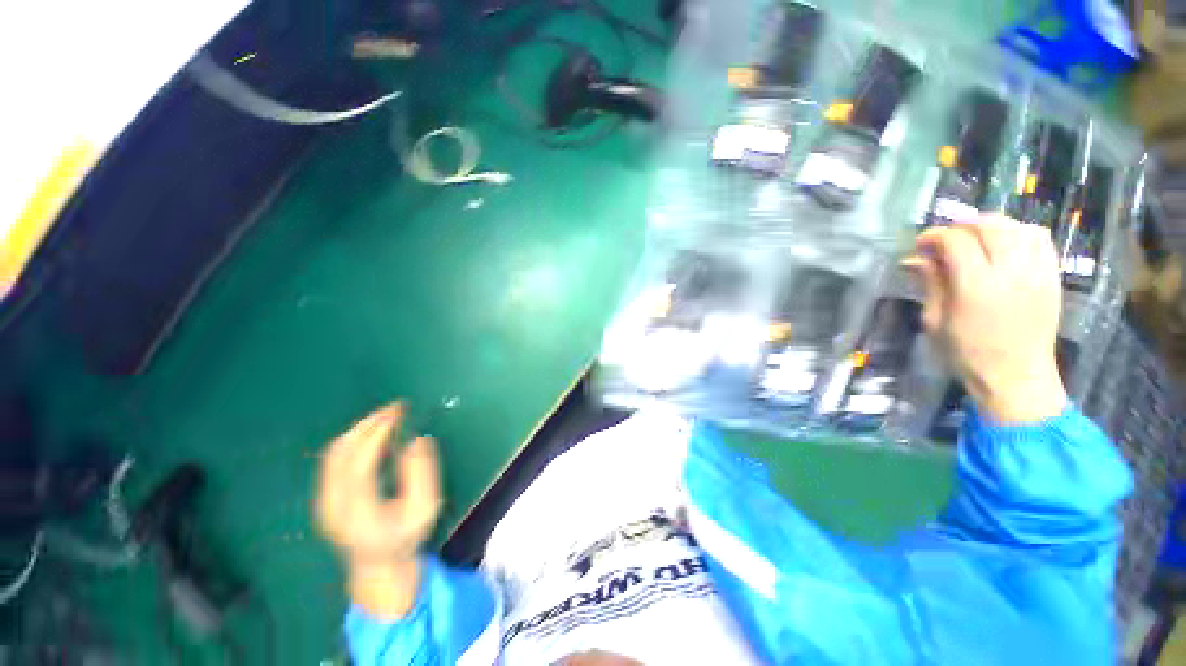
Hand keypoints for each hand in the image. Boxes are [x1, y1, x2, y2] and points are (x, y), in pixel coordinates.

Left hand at [315, 403, 440, 617]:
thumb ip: (423, 473)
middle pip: (342, 453)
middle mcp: (332, 505)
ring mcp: (323, 502)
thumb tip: (417, 440)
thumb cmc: (406, 538)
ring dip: (359, 428)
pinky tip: (372, 433)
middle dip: (369, 424)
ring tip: (386, 415)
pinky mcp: (323, 497)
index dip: (378, 433)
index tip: (398, 412)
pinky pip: (334, 459)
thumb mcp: (425, 508)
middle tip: (395, 407)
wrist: (377, 568)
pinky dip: (353, 440)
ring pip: (334, 453)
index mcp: (358, 511)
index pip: (361, 462)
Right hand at [906, 216, 1066, 423]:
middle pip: (990, 226)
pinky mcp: (1053, 277)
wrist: (1016, 378)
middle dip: (962, 226)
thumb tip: (914, 258)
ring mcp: (1038, 273)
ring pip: (1018, 227)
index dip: (934, 236)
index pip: (956, 241)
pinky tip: (1005, 246)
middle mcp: (1012, 273)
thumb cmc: (967, 354)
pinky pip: (1040, 239)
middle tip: (945, 240)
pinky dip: (1020, 233)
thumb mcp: (935, 321)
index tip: (920, 245)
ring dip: (992, 227)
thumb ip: (930, 283)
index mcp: (977, 287)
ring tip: (975, 240)